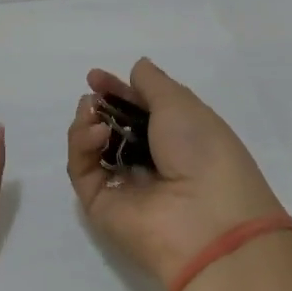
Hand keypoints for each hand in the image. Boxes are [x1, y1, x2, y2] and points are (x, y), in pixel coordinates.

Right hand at [66, 58, 284, 290]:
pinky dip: (83, 147)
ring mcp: (125, 185)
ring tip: (92, 112)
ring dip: (87, 123)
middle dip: (98, 106)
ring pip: (92, 148)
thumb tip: (136, 68)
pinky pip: (83, 170)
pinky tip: (96, 133)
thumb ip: (153, 84)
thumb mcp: (182, 105)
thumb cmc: (203, 153)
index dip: (119, 90)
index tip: (96, 76)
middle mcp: (151, 162)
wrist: (208, 222)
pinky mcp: (102, 206)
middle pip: (113, 128)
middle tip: (91, 94)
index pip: (139, 110)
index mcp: (178, 138)